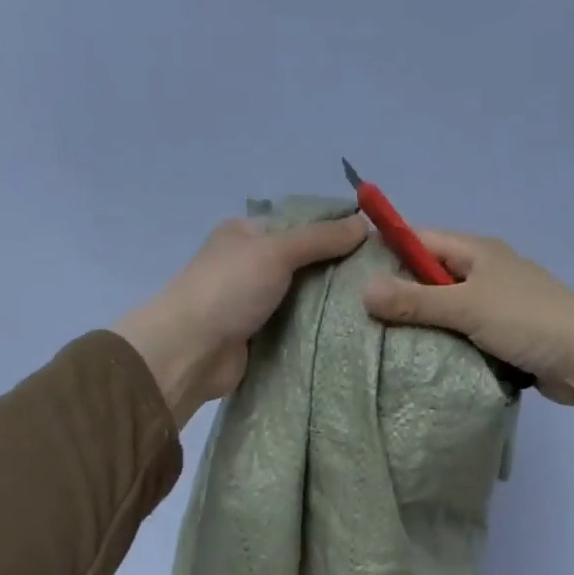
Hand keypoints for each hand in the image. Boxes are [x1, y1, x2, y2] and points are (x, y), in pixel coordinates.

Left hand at [113, 214, 368, 427]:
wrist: (190, 351)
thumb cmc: (228, 289)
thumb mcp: (276, 251)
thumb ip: (320, 238)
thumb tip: (364, 223)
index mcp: (247, 233)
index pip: (301, 224)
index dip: (336, 230)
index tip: (375, 243)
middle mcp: (250, 264)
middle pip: (305, 262)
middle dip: (338, 270)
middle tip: (382, 279)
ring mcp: (255, 303)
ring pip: (303, 297)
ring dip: (331, 303)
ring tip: (376, 306)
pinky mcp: (260, 337)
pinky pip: (297, 327)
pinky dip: (318, 329)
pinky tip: (352, 331)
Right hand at [360, 230, 573, 431]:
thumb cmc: (527, 320)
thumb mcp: (466, 307)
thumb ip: (415, 301)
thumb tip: (364, 290)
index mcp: (478, 252)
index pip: (421, 240)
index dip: (388, 251)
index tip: (353, 273)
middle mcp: (486, 272)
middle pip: (432, 276)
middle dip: (401, 293)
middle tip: (360, 315)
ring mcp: (497, 304)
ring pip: (447, 308)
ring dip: (423, 323)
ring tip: (381, 341)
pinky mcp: (505, 335)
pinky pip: (464, 333)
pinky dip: (445, 343)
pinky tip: (420, 359)